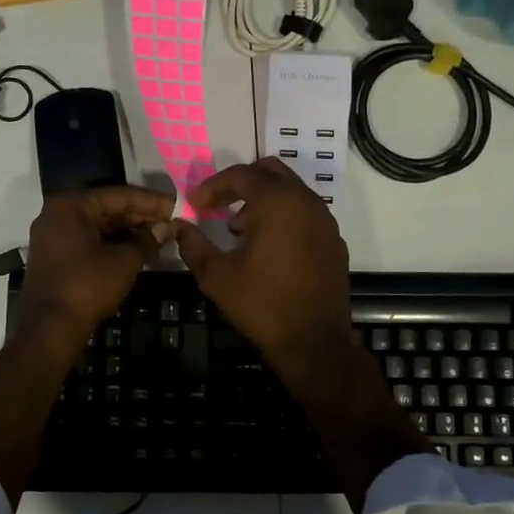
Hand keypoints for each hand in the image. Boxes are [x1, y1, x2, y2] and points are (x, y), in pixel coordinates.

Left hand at [15, 186, 175, 339]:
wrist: (50, 329)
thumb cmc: (87, 286)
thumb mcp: (124, 261)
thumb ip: (147, 240)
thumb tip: (166, 228)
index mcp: (70, 206)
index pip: (118, 195)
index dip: (151, 201)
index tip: (176, 205)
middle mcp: (57, 215)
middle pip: (106, 209)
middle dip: (140, 216)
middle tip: (170, 222)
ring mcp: (53, 237)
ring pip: (98, 226)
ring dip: (128, 232)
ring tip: (159, 236)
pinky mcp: (55, 258)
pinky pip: (88, 242)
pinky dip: (112, 244)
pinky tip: (137, 251)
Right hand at [175, 160, 426, 510]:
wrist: (314, 342)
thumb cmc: (261, 304)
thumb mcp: (216, 275)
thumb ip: (193, 244)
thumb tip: (179, 225)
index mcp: (277, 202)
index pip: (241, 175)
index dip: (212, 187)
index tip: (195, 206)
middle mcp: (306, 201)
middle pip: (270, 172)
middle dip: (240, 184)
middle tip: (218, 206)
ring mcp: (325, 220)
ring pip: (290, 191)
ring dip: (262, 201)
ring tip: (238, 230)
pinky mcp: (334, 241)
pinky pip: (305, 213)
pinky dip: (283, 217)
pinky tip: (267, 248)